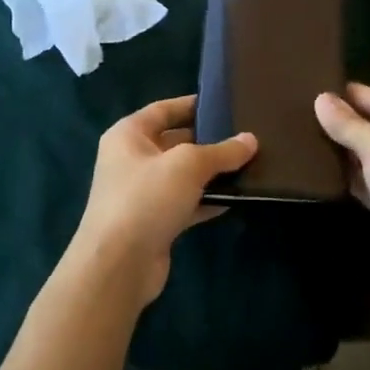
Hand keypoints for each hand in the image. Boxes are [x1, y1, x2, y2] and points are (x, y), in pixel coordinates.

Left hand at [71, 95, 255, 311]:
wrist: (118, 266)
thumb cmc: (146, 198)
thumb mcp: (188, 165)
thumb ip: (221, 151)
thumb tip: (251, 140)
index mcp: (128, 134)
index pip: (164, 109)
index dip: (193, 104)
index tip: (225, 103)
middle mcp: (131, 159)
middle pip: (175, 141)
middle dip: (208, 140)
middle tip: (245, 136)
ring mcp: (141, 193)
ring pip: (182, 175)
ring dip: (210, 173)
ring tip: (249, 165)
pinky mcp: (153, 222)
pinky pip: (185, 202)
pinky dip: (206, 200)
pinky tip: (235, 199)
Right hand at [315, 84, 369, 290]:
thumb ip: (349, 124)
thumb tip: (321, 98)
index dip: (347, 94)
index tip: (311, 87)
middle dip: (343, 122)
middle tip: (299, 114)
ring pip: (368, 156)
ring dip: (342, 151)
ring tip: (302, 137)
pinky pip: (366, 182)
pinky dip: (347, 178)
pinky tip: (319, 172)